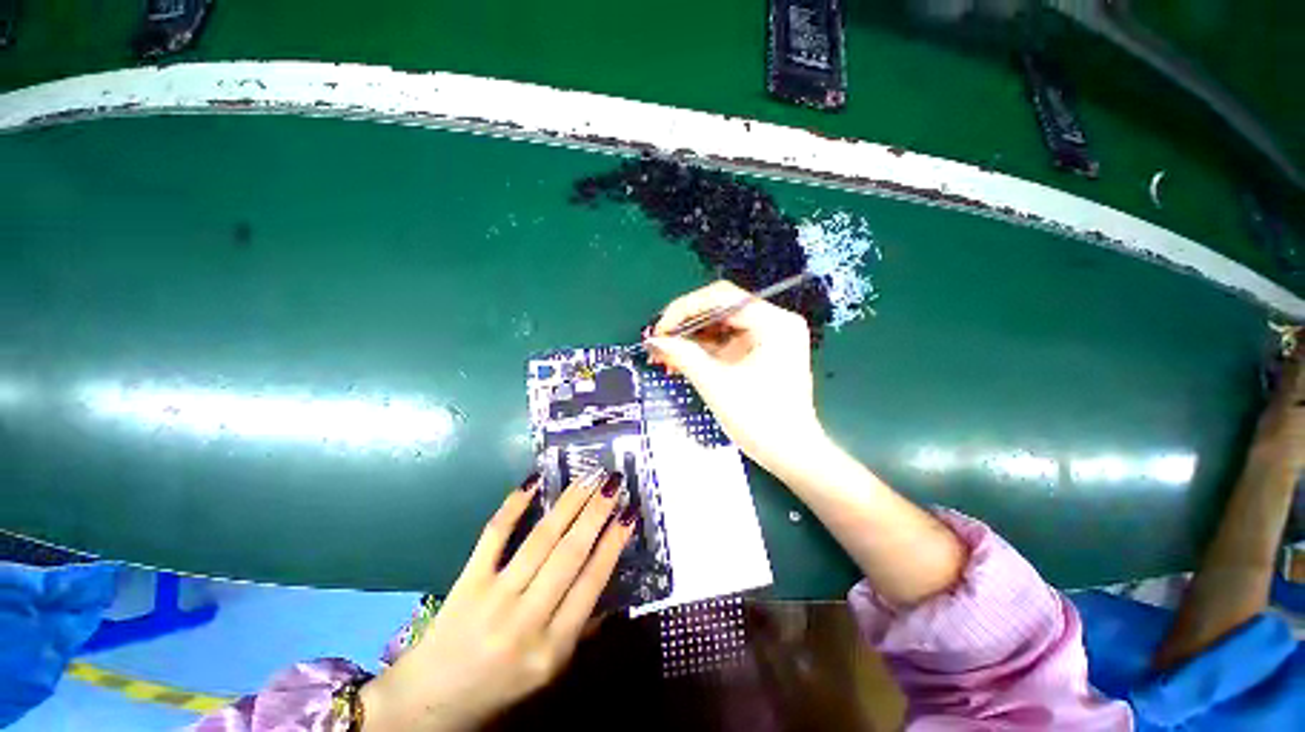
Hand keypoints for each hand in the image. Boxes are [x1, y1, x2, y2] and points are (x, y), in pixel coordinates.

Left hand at [362, 471, 634, 731]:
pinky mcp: (467, 581)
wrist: (428, 704)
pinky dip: (514, 505)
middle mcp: (525, 620)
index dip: (613, 544)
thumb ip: (583, 630)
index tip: (630, 514)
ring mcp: (494, 597)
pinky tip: (533, 481)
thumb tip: (610, 585)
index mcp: (552, 648)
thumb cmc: (499, 690)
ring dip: (569, 503)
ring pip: (540, 539)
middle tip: (614, 483)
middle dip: (596, 513)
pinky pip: (494, 535)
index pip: (591, 583)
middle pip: (569, 554)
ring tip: (589, 477)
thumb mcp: (550, 674)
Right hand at [646, 280, 826, 474]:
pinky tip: (683, 359)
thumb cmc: (759, 420)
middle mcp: (776, 322)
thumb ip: (683, 355)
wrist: (790, 454)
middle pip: (722, 309)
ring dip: (693, 338)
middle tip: (660, 341)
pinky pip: (729, 341)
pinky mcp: (764, 351)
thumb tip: (654, 340)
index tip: (660, 329)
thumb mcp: (716, 384)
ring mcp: (771, 337)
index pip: (722, 298)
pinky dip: (706, 350)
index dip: (685, 309)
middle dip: (687, 325)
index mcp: (774, 323)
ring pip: (722, 325)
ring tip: (667, 354)